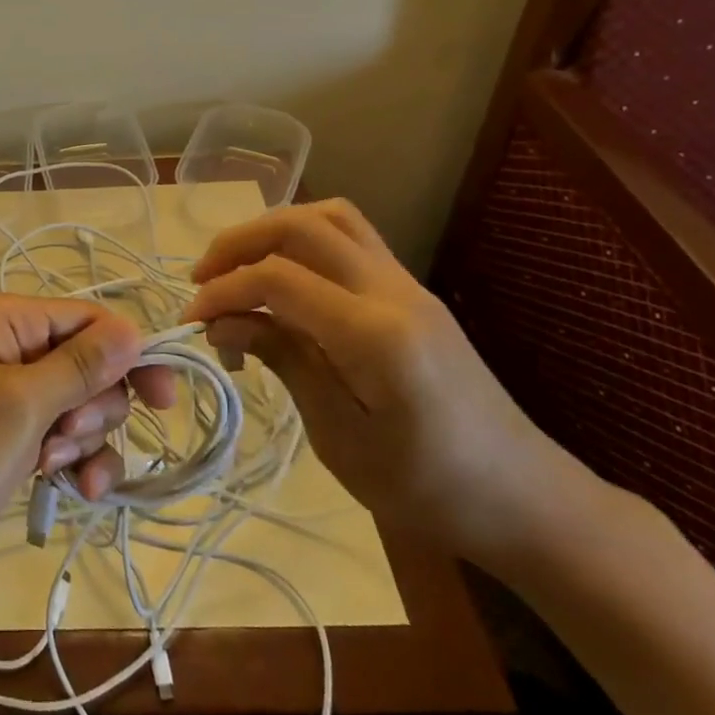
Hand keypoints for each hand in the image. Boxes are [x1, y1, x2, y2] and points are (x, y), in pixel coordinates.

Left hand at [0, 293, 175, 589]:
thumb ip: (80, 367)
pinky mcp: (11, 439)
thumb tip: (134, 328)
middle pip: (92, 365)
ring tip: (52, 469)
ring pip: (83, 407)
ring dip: (84, 442)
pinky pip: (65, 441)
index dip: (131, 355)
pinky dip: (76, 465)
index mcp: (8, 321)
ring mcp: (11, 397)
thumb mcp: (17, 407)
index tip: (164, 399)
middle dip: (94, 407)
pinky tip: (72, 492)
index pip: (90, 320)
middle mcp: (12, 349)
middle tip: (65, 439)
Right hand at [185, 199, 595, 567]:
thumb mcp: (340, 438)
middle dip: (238, 243)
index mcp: (376, 335)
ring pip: (329, 217)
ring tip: (238, 269)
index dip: (224, 290)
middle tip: (202, 280)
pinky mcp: (410, 290)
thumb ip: (283, 362)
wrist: (522, 497)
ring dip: (272, 231)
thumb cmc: (428, 488)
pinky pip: (349, 237)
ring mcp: (406, 283)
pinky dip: (301, 242)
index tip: (191, 321)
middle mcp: (392, 290)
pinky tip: (282, 280)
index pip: (279, 278)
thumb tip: (222, 322)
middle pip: (301, 226)